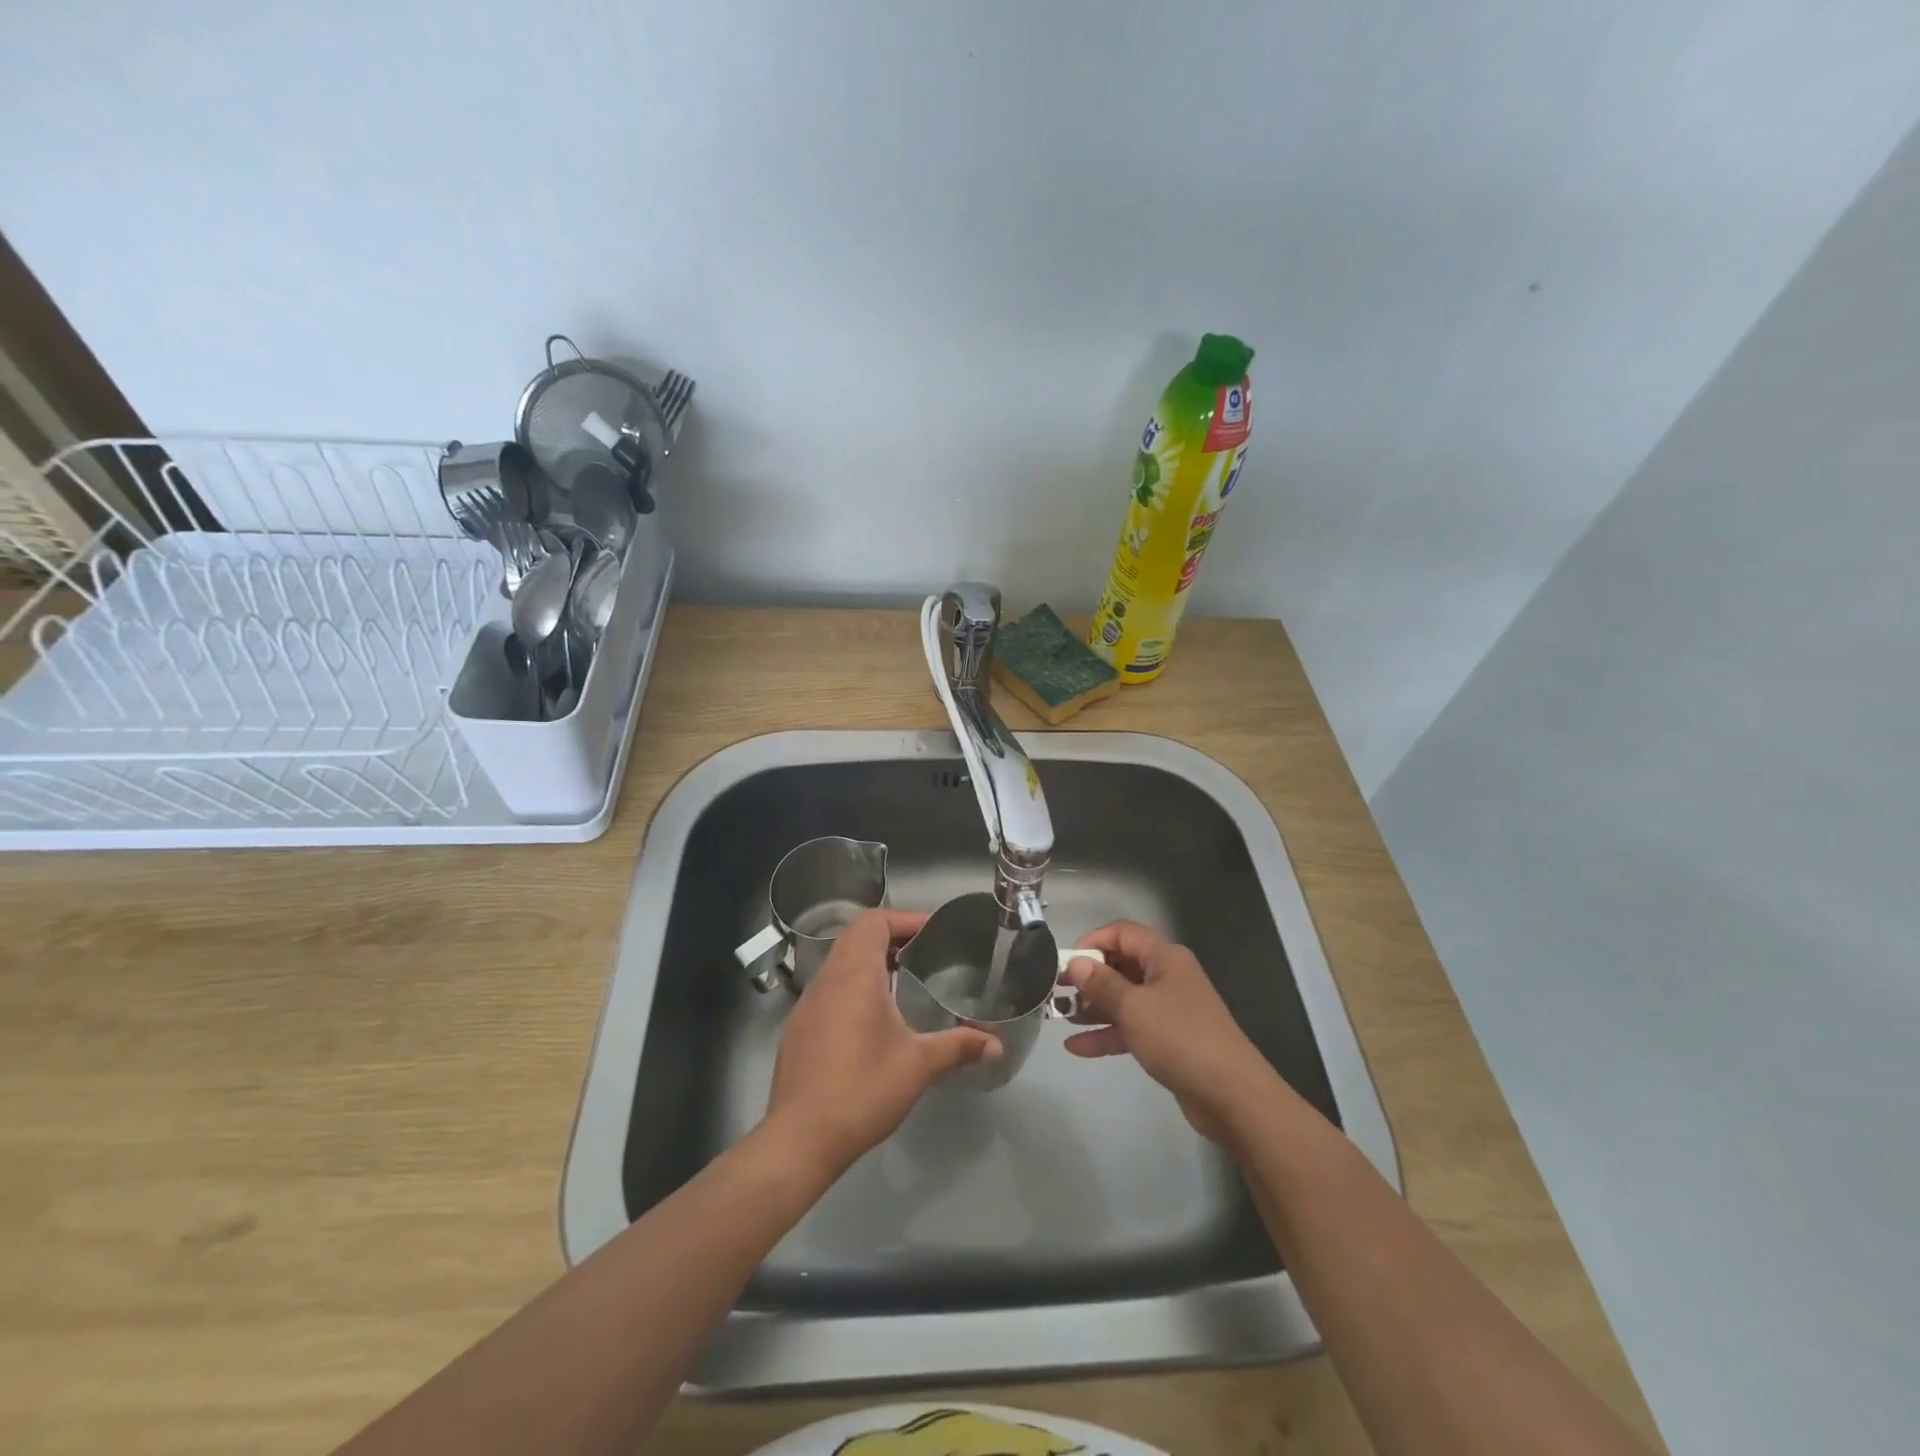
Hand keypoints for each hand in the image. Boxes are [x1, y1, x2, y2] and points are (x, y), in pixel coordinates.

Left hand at [764, 909, 1000, 1175]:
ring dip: (869, 961)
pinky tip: (871, 1018)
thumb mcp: (919, 1065)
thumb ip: (959, 1047)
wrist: (800, 1138)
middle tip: (922, 952)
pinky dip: (851, 985)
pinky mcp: (798, 1029)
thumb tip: (996, 1045)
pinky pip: (828, 989)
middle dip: (889, 936)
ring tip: (902, 980)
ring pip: (838, 962)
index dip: (904, 919)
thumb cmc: (863, 1089)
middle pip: (855, 936)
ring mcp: (807, 1004)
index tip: (932, 931)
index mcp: (855, 975)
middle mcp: (827, 979)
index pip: (874, 922)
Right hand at [1062, 921, 1275, 1140]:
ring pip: (1124, 999)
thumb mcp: (1134, 1008)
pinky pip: (1131, 1028)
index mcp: (1165, 958)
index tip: (1066, 961)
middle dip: (1089, 977)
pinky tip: (1077, 1047)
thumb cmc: (1179, 1038)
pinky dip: (1107, 1034)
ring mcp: (1169, 1010)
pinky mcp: (1169, 1040)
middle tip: (1057, 991)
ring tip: (1060, 1018)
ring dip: (1093, 1007)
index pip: (1123, 933)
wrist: (1232, 1095)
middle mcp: (1168, 977)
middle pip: (1121, 966)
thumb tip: (1077, 963)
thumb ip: (1101, 984)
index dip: (1093, 941)